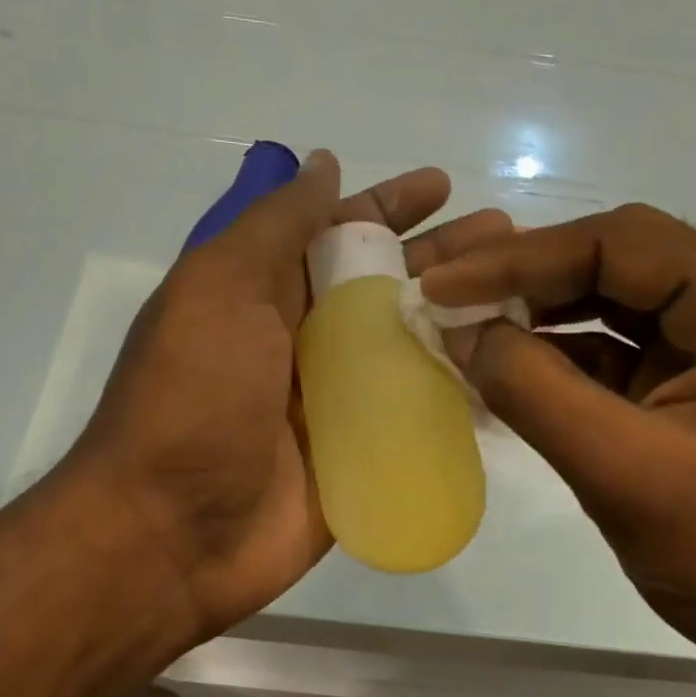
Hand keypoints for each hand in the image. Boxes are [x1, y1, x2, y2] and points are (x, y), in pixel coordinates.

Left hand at [71, 151, 513, 639]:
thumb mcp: (219, 287)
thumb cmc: (193, 397)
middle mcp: (305, 339)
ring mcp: (337, 400)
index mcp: (268, 293)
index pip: (339, 233)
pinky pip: (417, 413)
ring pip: (410, 346)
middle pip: (387, 285)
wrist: (173, 532)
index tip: (443, 187)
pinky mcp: (362, 454)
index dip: (389, 206)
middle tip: (509, 238)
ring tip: (522, 298)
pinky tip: (508, 373)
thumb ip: (275, 224)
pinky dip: (458, 392)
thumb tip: (324, 163)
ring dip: (461, 319)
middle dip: (444, 257)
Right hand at [419, 204, 695, 665]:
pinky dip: (552, 356)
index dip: (521, 259)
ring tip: (460, 322)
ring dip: (534, 311)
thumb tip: (462, 330)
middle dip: (524, 275)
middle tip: (443, 292)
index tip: (441, 283)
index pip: (622, 246)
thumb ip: (536, 392)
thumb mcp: (625, 474)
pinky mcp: (688, 382)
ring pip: (608, 300)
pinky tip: (498, 366)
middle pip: (615, 260)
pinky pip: (610, 348)